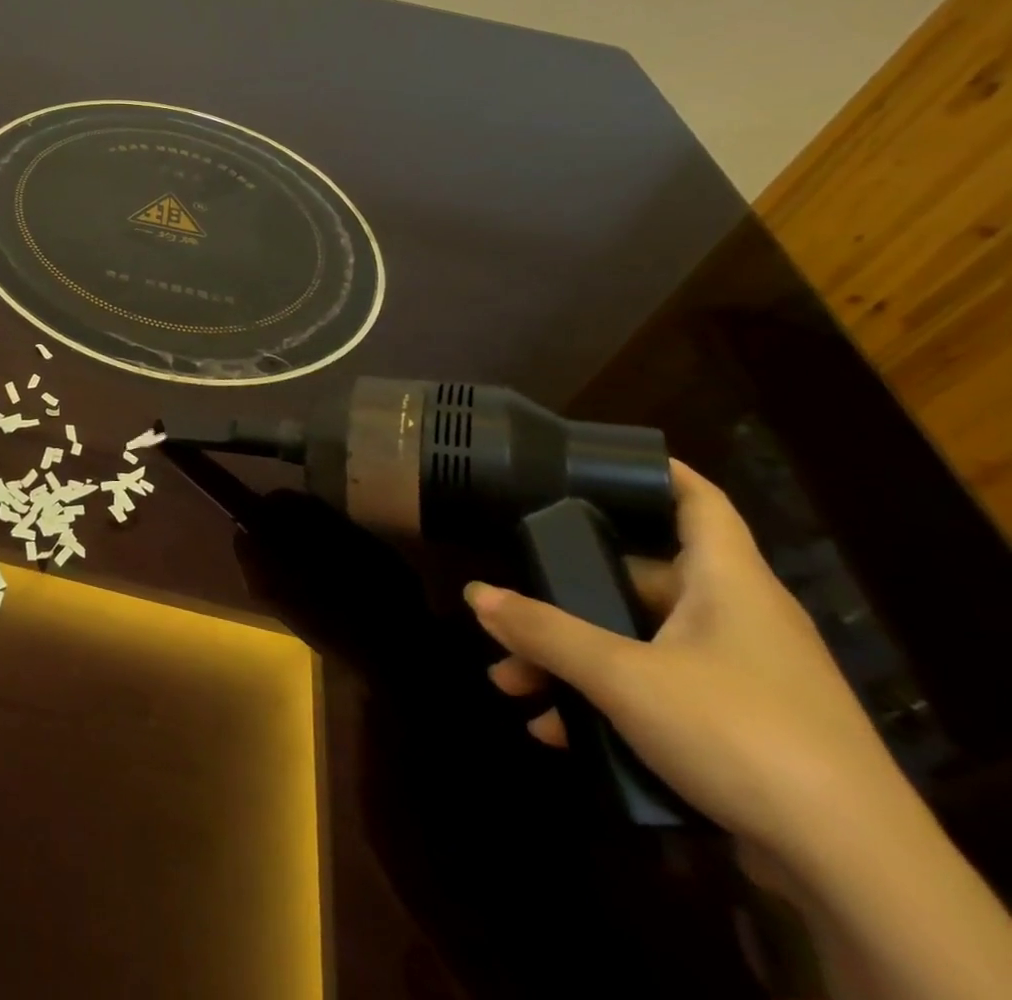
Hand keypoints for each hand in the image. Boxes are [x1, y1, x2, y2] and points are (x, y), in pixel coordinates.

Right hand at [465, 461, 908, 862]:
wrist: (856, 872)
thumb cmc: (737, 732)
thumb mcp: (621, 676)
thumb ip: (543, 631)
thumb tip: (476, 594)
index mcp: (727, 583)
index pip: (698, 501)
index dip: (654, 471)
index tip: (594, 460)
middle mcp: (739, 619)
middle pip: (639, 580)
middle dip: (566, 595)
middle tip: (510, 604)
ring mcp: (742, 678)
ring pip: (637, 645)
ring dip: (572, 659)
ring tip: (511, 680)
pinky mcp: (742, 731)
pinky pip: (656, 695)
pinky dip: (605, 703)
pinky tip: (556, 730)